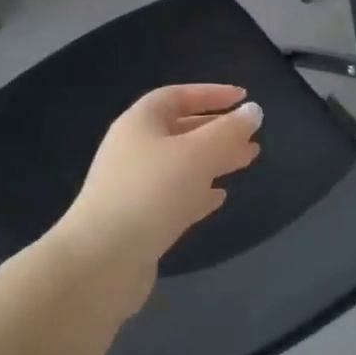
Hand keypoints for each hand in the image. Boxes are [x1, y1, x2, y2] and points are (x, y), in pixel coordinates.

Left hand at [58, 84, 262, 290]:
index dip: (210, 94)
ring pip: (180, 164)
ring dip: (213, 160)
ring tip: (247, 160)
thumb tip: (253, 110)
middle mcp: (133, 149)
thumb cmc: (151, 192)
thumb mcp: (197, 154)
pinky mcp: (138, 220)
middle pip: (180, 130)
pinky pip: (174, 196)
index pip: (177, 96)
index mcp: (139, 123)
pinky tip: (220, 197)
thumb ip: (228, 131)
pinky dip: (198, 192)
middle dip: (217, 130)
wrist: (102, 261)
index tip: (243, 98)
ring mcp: (133, 186)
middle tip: (252, 135)